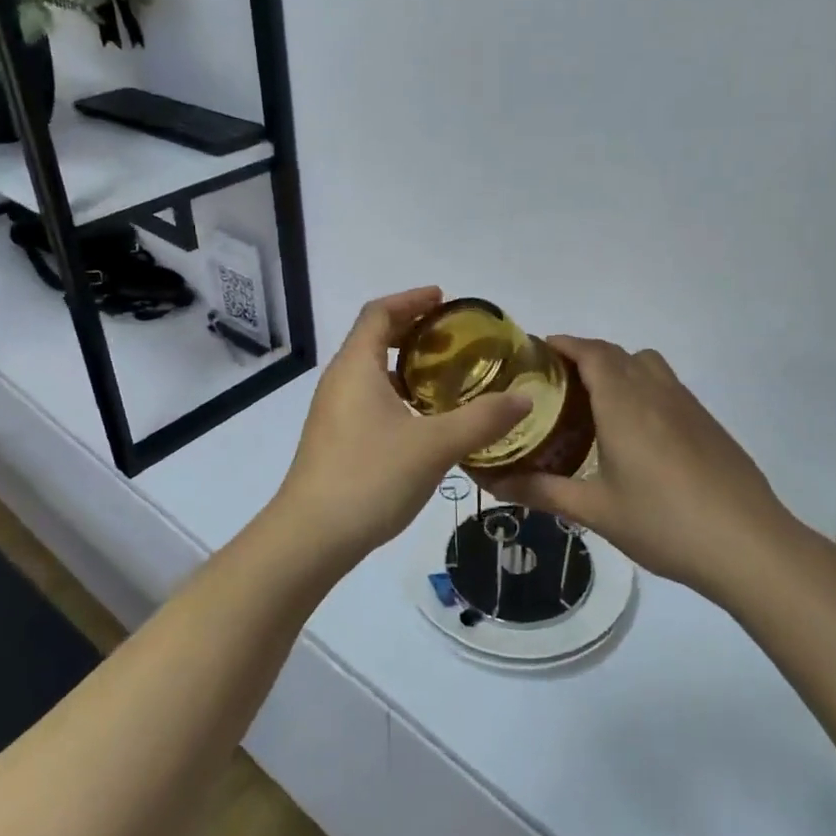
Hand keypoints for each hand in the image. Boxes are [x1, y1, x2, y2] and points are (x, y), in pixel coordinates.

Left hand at [269, 289, 529, 575]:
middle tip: (454, 338)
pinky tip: (424, 420)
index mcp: (356, 366)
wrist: (311, 537)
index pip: (379, 313)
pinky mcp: (335, 439)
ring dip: (406, 365)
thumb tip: (524, 399)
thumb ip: (482, 419)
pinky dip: (397, 394)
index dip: (411, 299)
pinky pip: (368, 399)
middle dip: (412, 330)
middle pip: (374, 338)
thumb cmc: (370, 477)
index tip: (444, 299)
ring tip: (445, 377)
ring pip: (371, 372)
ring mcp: (333, 412)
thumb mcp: (434, 446)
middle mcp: (339, 381)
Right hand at [487, 337, 807, 594]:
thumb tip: (492, 484)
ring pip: (647, 366)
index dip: (564, 344)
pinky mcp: (709, 425)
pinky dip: (643, 389)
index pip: (592, 352)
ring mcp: (688, 406)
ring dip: (619, 369)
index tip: (537, 352)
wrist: (749, 546)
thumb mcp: (595, 511)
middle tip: (556, 384)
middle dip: (585, 356)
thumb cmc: (664, 522)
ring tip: (596, 404)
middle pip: (617, 354)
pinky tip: (637, 435)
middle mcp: (656, 392)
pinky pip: (668, 387)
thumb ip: (541, 492)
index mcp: (624, 403)